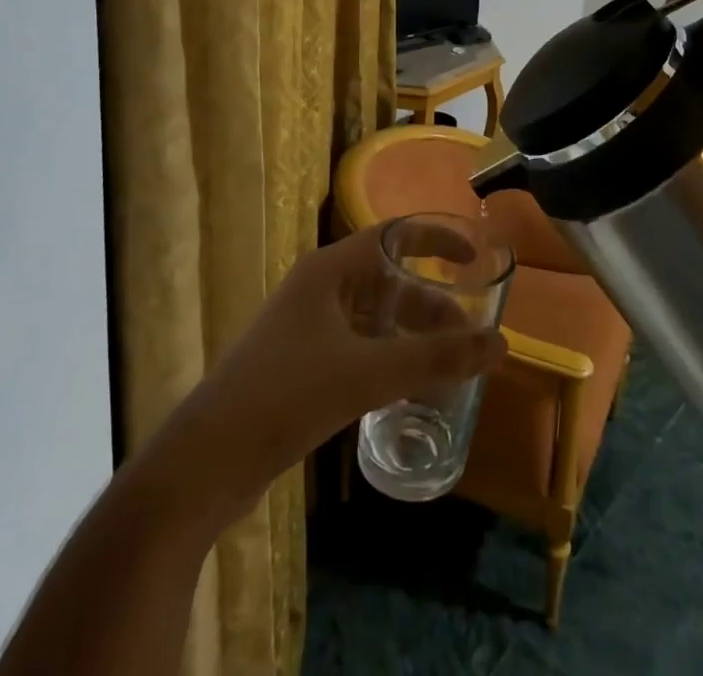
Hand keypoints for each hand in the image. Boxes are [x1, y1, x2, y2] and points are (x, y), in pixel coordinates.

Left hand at [164, 221, 506, 526]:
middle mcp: (318, 290)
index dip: (436, 239)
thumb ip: (434, 358)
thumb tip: (500, 343)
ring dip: (412, 337)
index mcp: (328, 271)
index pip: (393, 235)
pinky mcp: (301, 366)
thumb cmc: (284, 397)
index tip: (473, 258)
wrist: (203, 465)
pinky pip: (359, 348)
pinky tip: (410, 391)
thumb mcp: (366, 374)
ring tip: (449, 367)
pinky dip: (389, 360)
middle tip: (467, 336)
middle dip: (430, 304)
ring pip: (374, 318)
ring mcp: (307, 329)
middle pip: (388, 280)